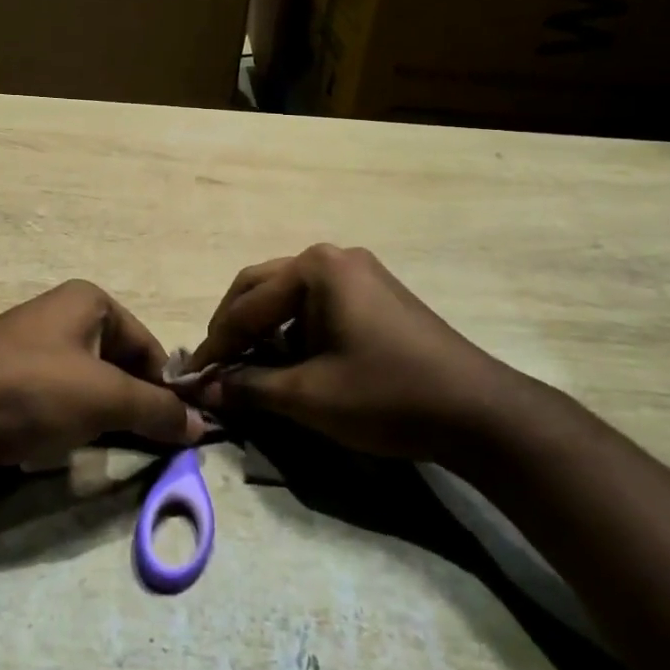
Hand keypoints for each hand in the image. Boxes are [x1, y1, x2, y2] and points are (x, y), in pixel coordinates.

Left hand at [0, 280, 209, 472]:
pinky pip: (49, 394)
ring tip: (103, 445)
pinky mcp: (1, 374)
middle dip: (131, 401)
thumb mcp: (104, 399)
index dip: (165, 386)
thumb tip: (199, 424)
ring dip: (98, 413)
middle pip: (115, 361)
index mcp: (87, 300)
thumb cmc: (33, 392)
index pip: (146, 344)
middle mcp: (57, 312)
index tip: (178, 428)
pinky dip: (63, 416)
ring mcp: (25, 342)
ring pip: (82, 380)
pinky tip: (55, 441)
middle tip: (145, 442)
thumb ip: (156, 410)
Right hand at [186, 244, 514, 458]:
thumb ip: (248, 387)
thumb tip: (203, 388)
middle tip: (216, 367)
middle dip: (235, 328)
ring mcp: (359, 273)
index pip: (246, 305)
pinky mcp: (376, 294)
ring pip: (289, 296)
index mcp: (315, 268)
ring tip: (247, 368)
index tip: (192, 377)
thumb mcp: (308, 396)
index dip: (216, 344)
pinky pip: (317, 304)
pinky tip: (289, 362)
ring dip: (264, 330)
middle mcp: (334, 257)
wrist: (477, 412)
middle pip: (263, 288)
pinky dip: (294, 331)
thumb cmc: (385, 395)